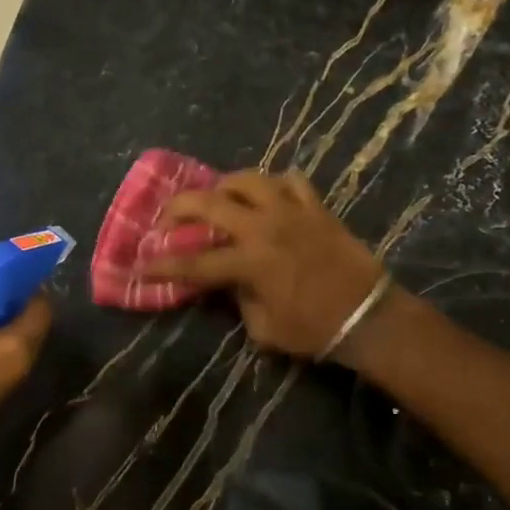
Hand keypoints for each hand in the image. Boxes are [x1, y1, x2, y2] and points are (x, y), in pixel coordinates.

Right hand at [152, 170, 387, 360]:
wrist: (369, 316)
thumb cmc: (315, 329)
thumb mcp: (264, 330)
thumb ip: (238, 301)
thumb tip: (229, 283)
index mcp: (249, 262)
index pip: (194, 263)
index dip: (162, 265)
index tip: (140, 265)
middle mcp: (264, 228)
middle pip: (209, 203)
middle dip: (178, 208)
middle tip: (166, 219)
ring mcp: (292, 211)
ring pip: (248, 179)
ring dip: (224, 186)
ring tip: (216, 198)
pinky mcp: (316, 207)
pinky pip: (291, 181)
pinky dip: (274, 185)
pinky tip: (266, 197)